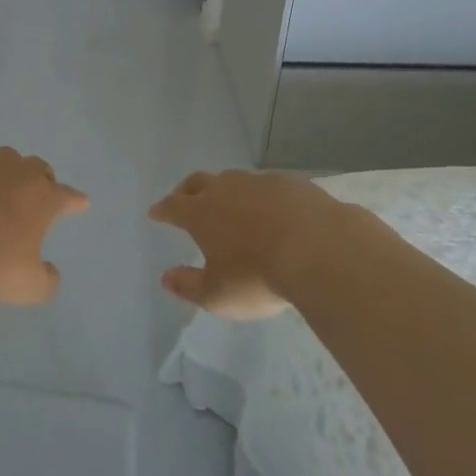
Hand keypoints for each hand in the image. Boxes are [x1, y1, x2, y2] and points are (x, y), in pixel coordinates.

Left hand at [0, 140, 88, 305]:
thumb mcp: (25, 287)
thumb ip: (45, 281)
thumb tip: (51, 273)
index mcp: (42, 198)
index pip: (67, 197)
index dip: (74, 201)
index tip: (81, 202)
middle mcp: (17, 170)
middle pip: (37, 168)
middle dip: (40, 179)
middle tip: (36, 192)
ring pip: (2, 157)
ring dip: (2, 171)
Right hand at [149, 170, 347, 319]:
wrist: (319, 250)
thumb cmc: (258, 276)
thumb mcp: (218, 295)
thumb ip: (189, 286)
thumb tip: (166, 278)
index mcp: (201, 212)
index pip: (173, 206)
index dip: (163, 210)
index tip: (155, 213)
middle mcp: (226, 189)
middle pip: (199, 182)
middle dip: (188, 190)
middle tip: (184, 198)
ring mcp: (260, 182)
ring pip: (235, 181)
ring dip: (228, 191)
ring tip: (233, 207)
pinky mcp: (292, 184)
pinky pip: (270, 187)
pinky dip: (264, 197)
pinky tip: (275, 211)